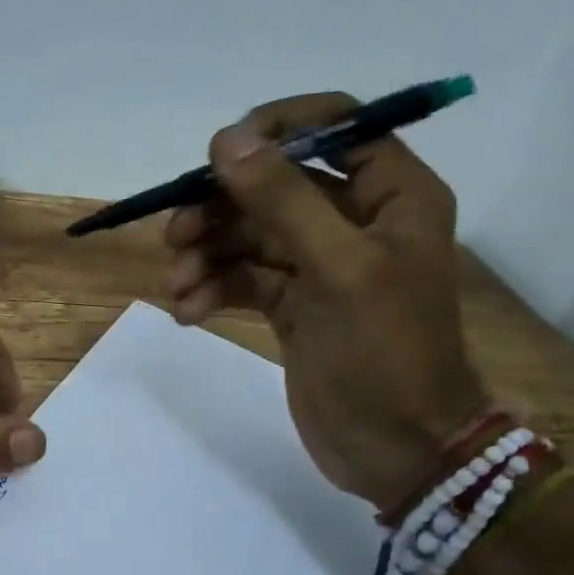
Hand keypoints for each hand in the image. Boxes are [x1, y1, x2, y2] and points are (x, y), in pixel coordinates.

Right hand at [163, 94, 488, 509]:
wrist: (397, 450)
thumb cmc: (385, 354)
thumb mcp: (337, 269)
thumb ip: (283, 200)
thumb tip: (226, 140)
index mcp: (391, 195)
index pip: (335, 124)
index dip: (275, 128)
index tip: (219, 154)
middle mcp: (355, 218)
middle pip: (274, 183)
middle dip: (221, 206)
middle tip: (176, 235)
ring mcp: (319, 262)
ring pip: (249, 232)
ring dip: (207, 253)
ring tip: (179, 286)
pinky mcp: (292, 302)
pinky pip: (241, 276)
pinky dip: (212, 287)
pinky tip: (189, 312)